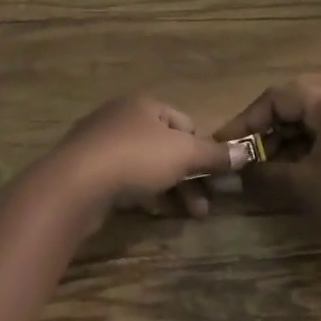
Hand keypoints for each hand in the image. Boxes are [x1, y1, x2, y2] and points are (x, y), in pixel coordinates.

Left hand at [48, 95, 249, 217]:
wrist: (75, 183)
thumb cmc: (135, 158)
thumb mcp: (182, 154)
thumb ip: (214, 154)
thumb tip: (245, 152)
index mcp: (144, 104)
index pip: (185, 123)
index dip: (202, 149)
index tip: (212, 178)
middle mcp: (122, 116)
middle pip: (166, 146)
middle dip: (188, 177)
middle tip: (204, 208)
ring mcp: (101, 141)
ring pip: (146, 163)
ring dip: (170, 188)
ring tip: (186, 216)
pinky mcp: (87, 168)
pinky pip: (123, 177)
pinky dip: (141, 192)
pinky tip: (150, 210)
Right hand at [215, 81, 320, 262]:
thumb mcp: (300, 186)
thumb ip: (262, 174)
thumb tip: (229, 174)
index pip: (278, 97)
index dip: (247, 118)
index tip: (226, 142)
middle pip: (293, 111)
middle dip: (263, 134)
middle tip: (242, 159)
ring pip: (307, 130)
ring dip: (281, 148)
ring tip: (262, 173)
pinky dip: (301, 158)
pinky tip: (287, 181)